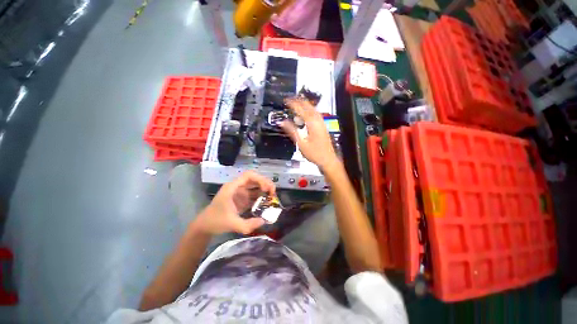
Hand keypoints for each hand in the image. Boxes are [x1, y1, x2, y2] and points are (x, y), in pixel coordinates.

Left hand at [194, 171, 275, 234]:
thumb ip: (248, 224)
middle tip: (273, 193)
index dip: (260, 180)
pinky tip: (266, 202)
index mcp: (232, 187)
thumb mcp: (232, 224)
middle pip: (254, 178)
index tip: (266, 189)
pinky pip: (253, 193)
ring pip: (255, 185)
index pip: (249, 176)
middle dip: (265, 183)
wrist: (205, 225)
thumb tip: (264, 221)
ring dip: (264, 189)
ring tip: (272, 196)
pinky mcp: (242, 198)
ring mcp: (240, 192)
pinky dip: (261, 196)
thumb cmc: (215, 221)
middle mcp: (237, 186)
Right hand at [280, 98, 340, 170]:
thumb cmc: (314, 153)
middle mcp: (318, 120)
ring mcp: (322, 123)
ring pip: (313, 109)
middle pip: (308, 106)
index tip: (286, 100)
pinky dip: (310, 109)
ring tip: (297, 102)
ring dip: (305, 104)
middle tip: (290, 99)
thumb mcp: (301, 143)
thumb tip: (282, 122)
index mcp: (312, 123)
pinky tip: (307, 112)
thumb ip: (292, 131)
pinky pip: (316, 113)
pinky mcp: (323, 126)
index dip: (293, 104)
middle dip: (299, 101)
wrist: (328, 159)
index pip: (301, 109)